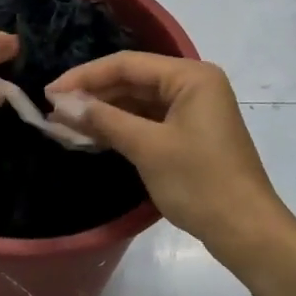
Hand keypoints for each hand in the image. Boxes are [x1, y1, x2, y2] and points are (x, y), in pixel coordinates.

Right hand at [46, 54, 287, 250]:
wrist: (246, 230)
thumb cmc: (199, 182)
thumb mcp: (147, 147)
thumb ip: (103, 120)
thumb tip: (61, 103)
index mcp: (191, 77)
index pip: (127, 64)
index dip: (85, 76)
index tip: (49, 92)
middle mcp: (194, 84)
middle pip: (133, 80)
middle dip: (93, 94)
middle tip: (53, 110)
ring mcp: (194, 110)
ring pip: (138, 101)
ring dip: (104, 112)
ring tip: (64, 123)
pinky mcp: (190, 134)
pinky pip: (148, 121)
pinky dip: (121, 127)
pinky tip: (92, 135)